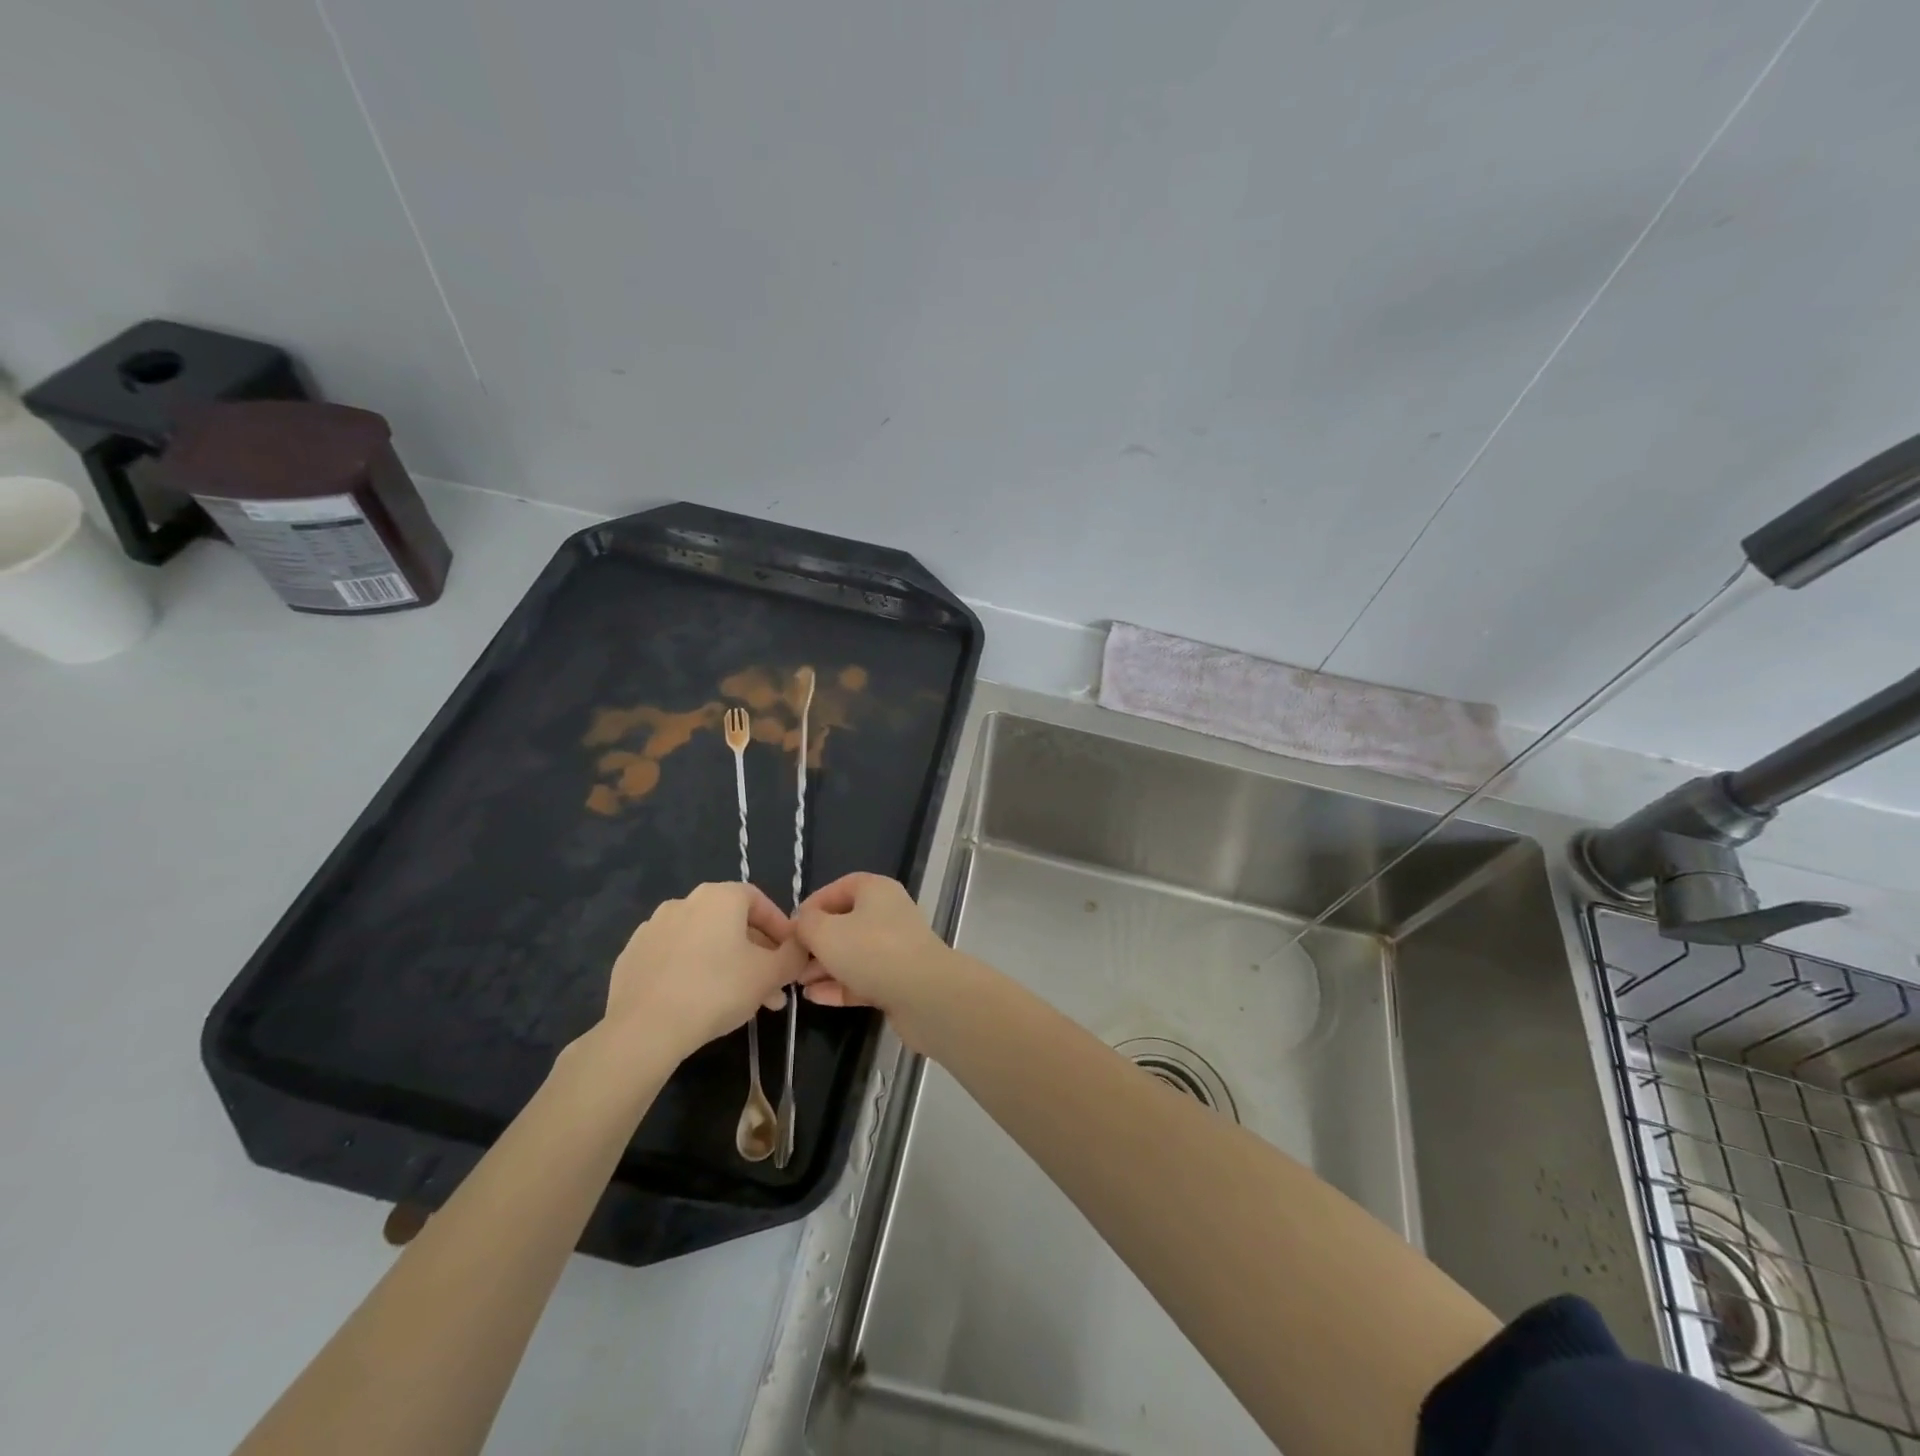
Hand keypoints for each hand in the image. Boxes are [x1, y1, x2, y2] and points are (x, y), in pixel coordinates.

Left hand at [601, 882, 804, 1061]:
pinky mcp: (632, 956)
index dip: (780, 929)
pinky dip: (692, 971)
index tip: (789, 957)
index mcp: (719, 896)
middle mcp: (685, 902)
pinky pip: (674, 958)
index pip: (760, 901)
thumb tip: (800, 946)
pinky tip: (700, 1001)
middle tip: (770, 987)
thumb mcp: (771, 974)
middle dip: (756, 954)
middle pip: (732, 924)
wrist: (643, 1029)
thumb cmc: (717, 990)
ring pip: (704, 942)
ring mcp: (653, 928)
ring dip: (727, 964)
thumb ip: (794, 955)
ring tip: (740, 1001)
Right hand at [794, 873, 954, 1047]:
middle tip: (792, 961)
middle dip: (816, 942)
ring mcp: (895, 948)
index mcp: (876, 891)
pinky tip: (814, 998)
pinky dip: (839, 986)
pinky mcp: (898, 979)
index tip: (791, 927)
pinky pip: (862, 978)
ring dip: (824, 967)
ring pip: (853, 953)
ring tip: (798, 983)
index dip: (813, 904)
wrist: (924, 994)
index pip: (840, 888)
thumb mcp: (825, 932)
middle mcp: (888, 914)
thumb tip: (803, 924)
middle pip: (845, 923)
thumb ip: (806, 924)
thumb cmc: (871, 951)